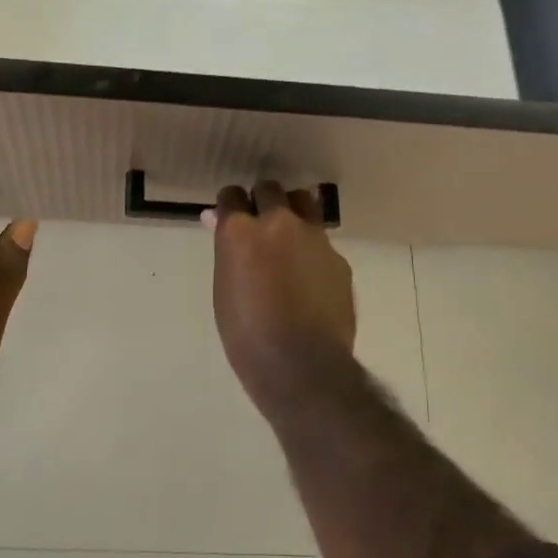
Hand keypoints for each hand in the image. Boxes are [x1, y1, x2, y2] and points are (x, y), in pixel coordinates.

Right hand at [205, 181, 355, 414]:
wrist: (303, 368)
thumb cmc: (249, 337)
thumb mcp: (224, 291)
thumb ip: (227, 251)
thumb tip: (219, 223)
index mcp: (242, 232)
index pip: (231, 195)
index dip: (230, 205)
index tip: (230, 218)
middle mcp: (279, 223)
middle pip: (270, 189)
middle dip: (262, 201)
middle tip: (259, 225)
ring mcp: (314, 237)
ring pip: (303, 203)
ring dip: (292, 213)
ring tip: (288, 240)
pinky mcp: (338, 258)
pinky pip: (321, 241)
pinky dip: (311, 250)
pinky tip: (309, 277)